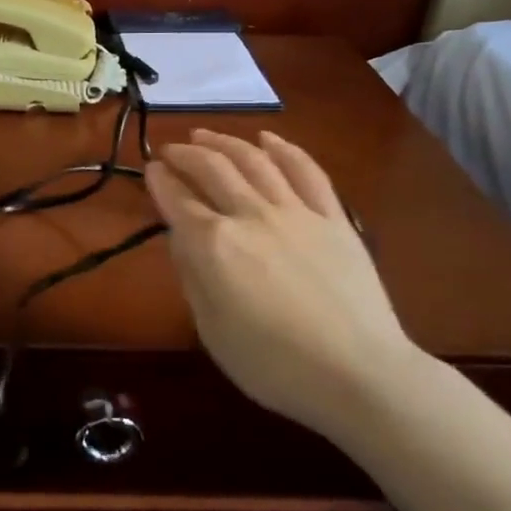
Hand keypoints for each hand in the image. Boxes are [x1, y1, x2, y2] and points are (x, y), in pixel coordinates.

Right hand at [145, 129, 417, 439]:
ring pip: (254, 160)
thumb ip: (192, 276)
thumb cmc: (274, 365)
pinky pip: (306, 172)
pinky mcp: (334, 218)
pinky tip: (268, 138)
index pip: (177, 200)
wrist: (359, 375)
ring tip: (206, 135)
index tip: (151, 168)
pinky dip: (284, 149)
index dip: (160, 180)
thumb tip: (182, 237)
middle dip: (186, 154)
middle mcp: (250, 215)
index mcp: (213, 245)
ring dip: (225, 142)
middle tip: (171, 149)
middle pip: (212, 168)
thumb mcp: (211, 330)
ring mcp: (296, 212)